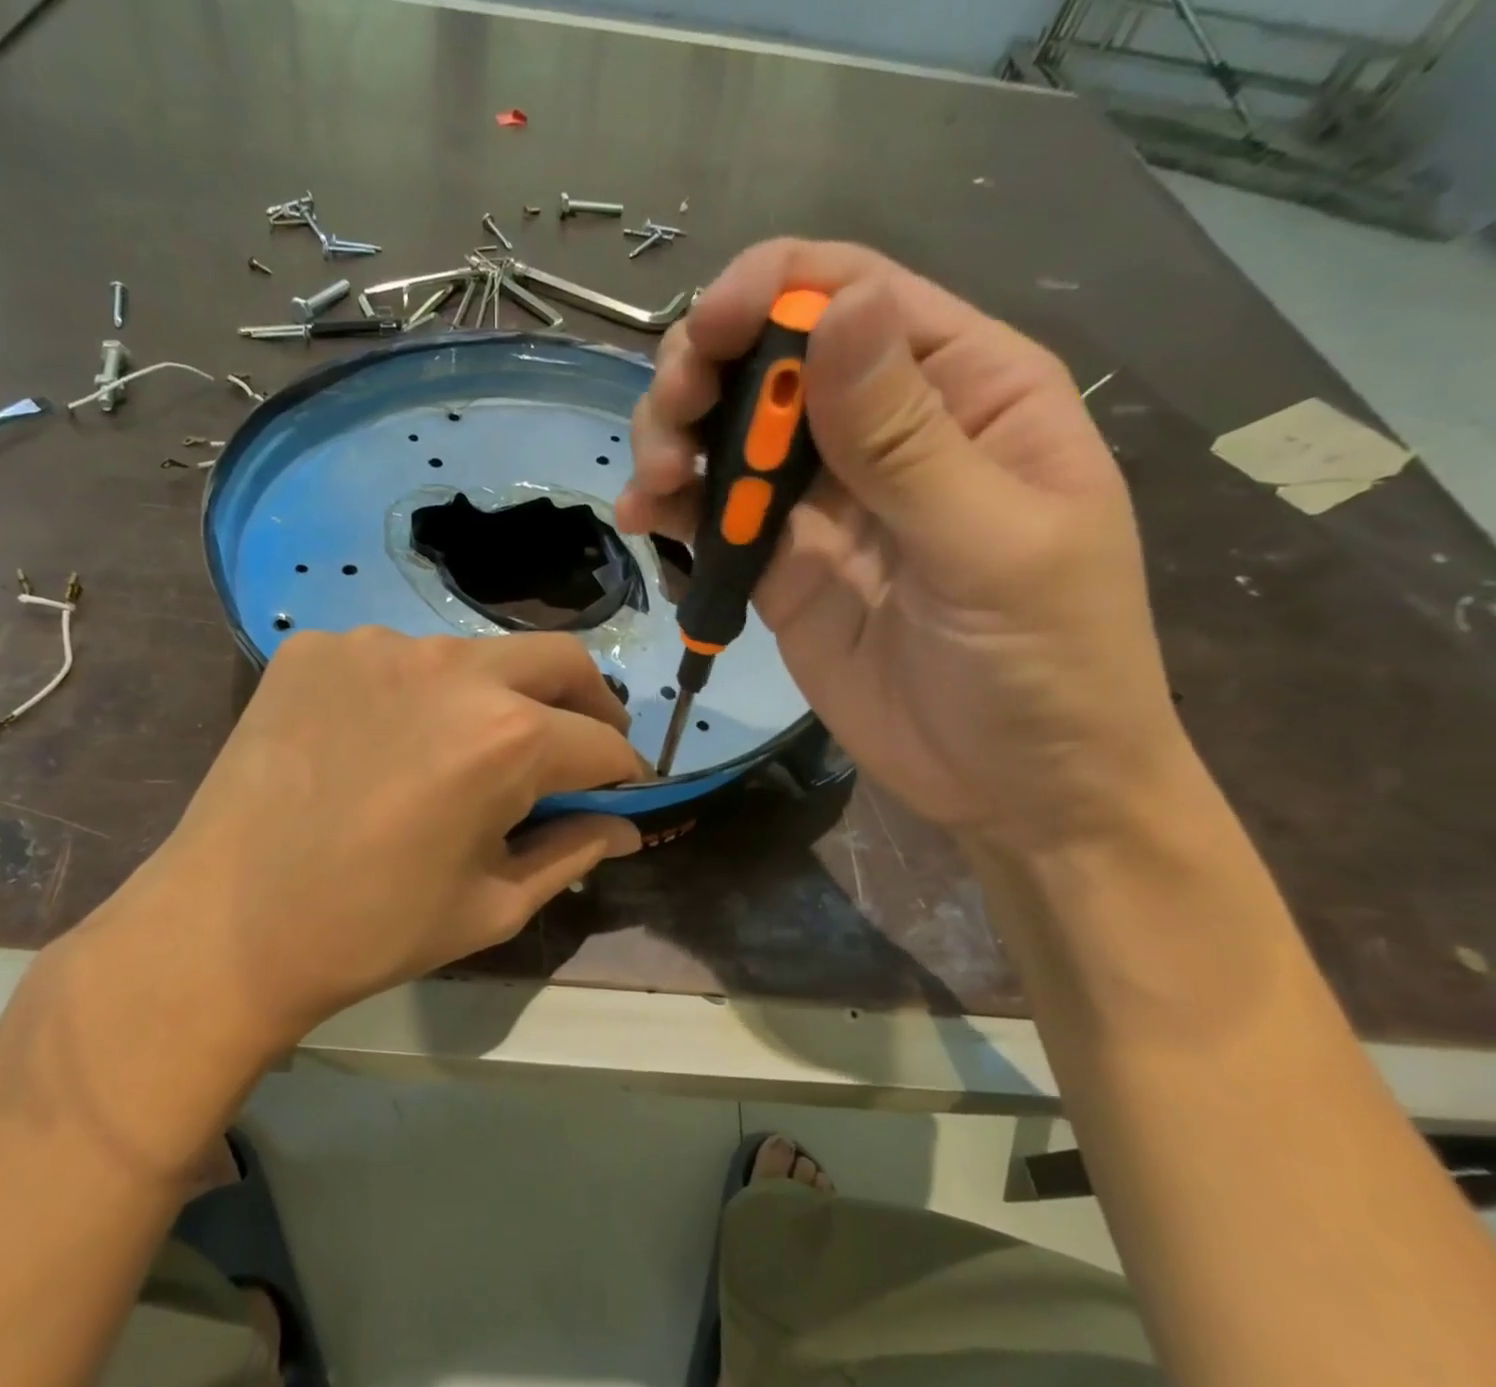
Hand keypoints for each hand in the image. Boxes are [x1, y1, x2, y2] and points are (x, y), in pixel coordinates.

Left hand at [60, 628, 644, 1061]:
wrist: (225, 927)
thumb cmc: (373, 930)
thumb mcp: (492, 905)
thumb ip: (574, 853)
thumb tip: (625, 826)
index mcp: (507, 737)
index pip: (602, 741)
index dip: (623, 771)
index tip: (620, 791)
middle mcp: (453, 667)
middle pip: (560, 661)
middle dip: (588, 704)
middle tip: (576, 747)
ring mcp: (378, 645)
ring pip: (476, 654)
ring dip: (498, 695)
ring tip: (468, 748)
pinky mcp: (318, 646)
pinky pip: (396, 658)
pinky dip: (416, 693)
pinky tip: (385, 739)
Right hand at [619, 239, 1191, 851]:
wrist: (1013, 787)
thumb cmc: (1046, 666)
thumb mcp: (992, 548)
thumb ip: (908, 439)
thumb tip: (837, 307)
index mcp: (965, 392)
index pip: (855, 297)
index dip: (770, 293)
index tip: (704, 336)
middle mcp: (883, 431)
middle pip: (769, 358)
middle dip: (702, 372)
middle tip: (668, 430)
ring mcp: (823, 503)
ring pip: (728, 434)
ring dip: (673, 439)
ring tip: (653, 489)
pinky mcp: (779, 567)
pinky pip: (714, 518)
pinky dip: (673, 510)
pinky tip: (646, 522)